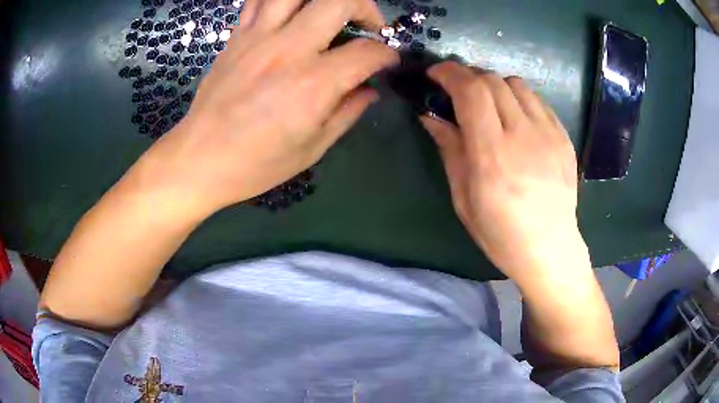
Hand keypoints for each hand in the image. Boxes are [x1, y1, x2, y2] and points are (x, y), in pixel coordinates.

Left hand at [133, 0, 397, 214]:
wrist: (199, 159)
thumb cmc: (256, 163)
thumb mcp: (311, 148)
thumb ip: (347, 113)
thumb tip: (370, 90)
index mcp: (312, 85)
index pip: (367, 52)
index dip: (387, 54)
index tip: (387, 62)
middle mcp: (288, 50)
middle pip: (340, 1)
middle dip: (366, 8)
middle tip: (368, 27)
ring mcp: (259, 37)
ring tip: (330, 13)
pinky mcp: (238, 36)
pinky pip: (261, 0)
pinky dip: (283, 0)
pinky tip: (292, 13)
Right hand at [421, 62, 587, 282]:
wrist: (550, 248)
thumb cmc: (500, 232)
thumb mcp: (463, 198)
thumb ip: (449, 149)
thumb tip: (430, 115)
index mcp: (493, 155)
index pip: (471, 91)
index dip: (450, 73)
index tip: (436, 74)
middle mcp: (524, 136)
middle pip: (492, 80)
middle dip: (468, 76)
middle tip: (457, 89)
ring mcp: (549, 134)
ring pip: (516, 84)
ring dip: (494, 84)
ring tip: (487, 103)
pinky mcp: (564, 137)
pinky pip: (537, 100)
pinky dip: (517, 98)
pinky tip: (514, 117)